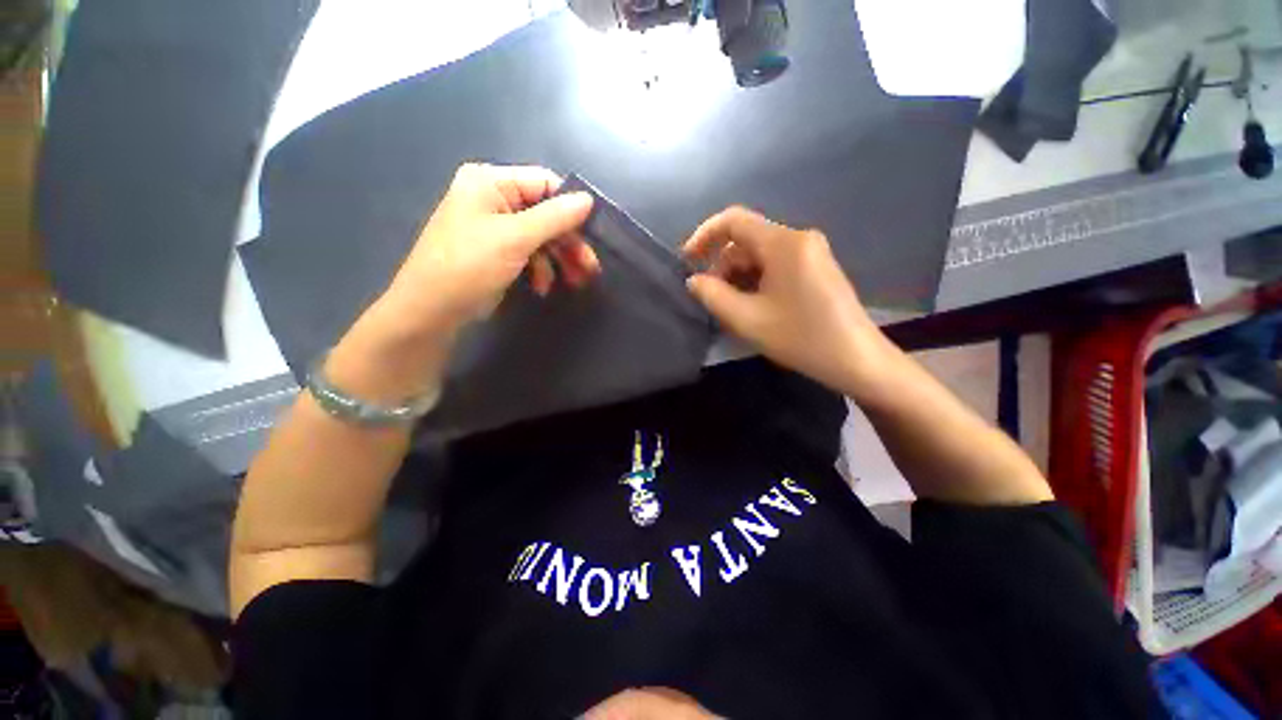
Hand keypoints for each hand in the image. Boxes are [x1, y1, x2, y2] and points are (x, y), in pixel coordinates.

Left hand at [380, 163, 597, 333]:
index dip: (571, 207)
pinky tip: (542, 287)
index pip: (545, 183)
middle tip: (590, 268)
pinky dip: (540, 270)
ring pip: (541, 237)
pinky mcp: (498, 251)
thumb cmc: (470, 266)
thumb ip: (554, 217)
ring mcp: (495, 226)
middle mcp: (493, 198)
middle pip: (546, 214)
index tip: (593, 233)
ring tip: (575, 282)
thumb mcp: (515, 239)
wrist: (433, 309)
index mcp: (491, 182)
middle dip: (568, 243)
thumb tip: (588, 200)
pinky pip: (529, 253)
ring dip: (559, 260)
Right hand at [683, 206, 895, 394]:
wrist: (857, 360)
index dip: (704, 235)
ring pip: (759, 255)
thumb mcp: (747, 320)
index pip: (734, 220)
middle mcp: (798, 238)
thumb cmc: (801, 338)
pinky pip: (775, 265)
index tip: (687, 261)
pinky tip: (752, 307)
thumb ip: (712, 296)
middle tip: (711, 300)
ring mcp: (810, 253)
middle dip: (722, 267)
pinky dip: (756, 281)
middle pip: (746, 241)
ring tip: (731, 310)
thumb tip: (694, 280)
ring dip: (738, 278)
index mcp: (783, 243)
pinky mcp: (815, 268)